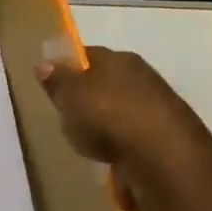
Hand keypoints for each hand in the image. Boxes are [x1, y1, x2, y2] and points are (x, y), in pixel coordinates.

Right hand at [35, 46, 211, 196]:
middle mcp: (141, 74)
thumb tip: (44, 63)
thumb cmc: (108, 117)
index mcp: (118, 58)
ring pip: (123, 106)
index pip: (88, 55)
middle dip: (90, 95)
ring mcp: (158, 104)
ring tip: (90, 139)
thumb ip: (57, 81)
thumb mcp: (70, 97)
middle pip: (107, 80)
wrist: (163, 155)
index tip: (54, 83)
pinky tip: (114, 154)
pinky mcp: (167, 133)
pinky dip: (124, 140)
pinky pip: (135, 132)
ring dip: (109, 119)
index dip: (69, 67)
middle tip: (69, 114)